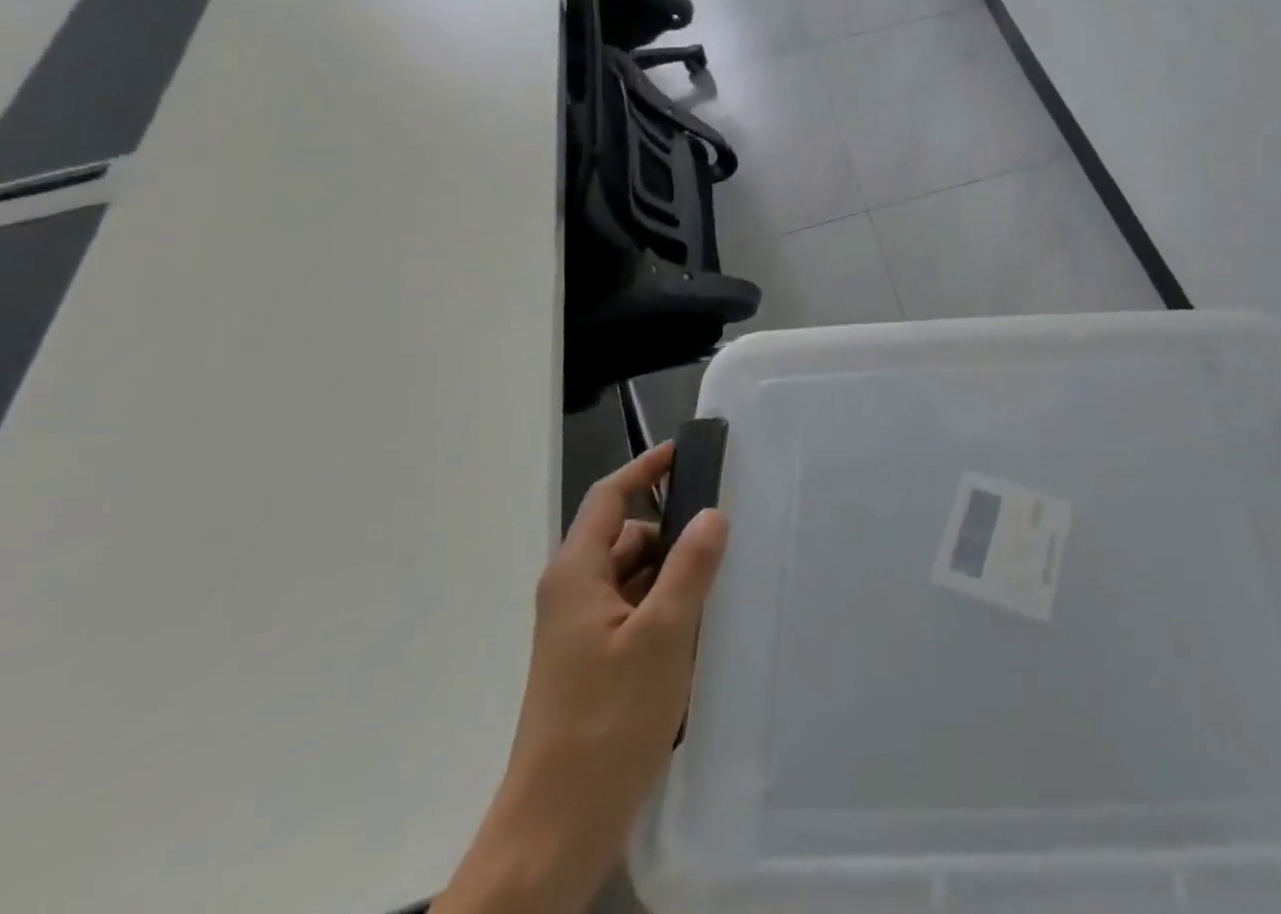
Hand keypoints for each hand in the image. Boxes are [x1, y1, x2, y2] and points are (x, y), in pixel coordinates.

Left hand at [435, 441, 727, 913]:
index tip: (686, 450)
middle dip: (672, 532)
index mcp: (576, 575)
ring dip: (672, 575)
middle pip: (626, 538)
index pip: (610, 498)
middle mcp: (572, 594)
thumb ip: (690, 567)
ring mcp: (579, 632)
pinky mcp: (591, 664)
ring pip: (633, 578)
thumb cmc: (607, 722)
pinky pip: (632, 613)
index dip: (646, 468)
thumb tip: (711, 513)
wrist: (556, 830)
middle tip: (725, 535)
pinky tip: (698, 632)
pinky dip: (664, 609)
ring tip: (720, 587)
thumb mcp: (662, 636)